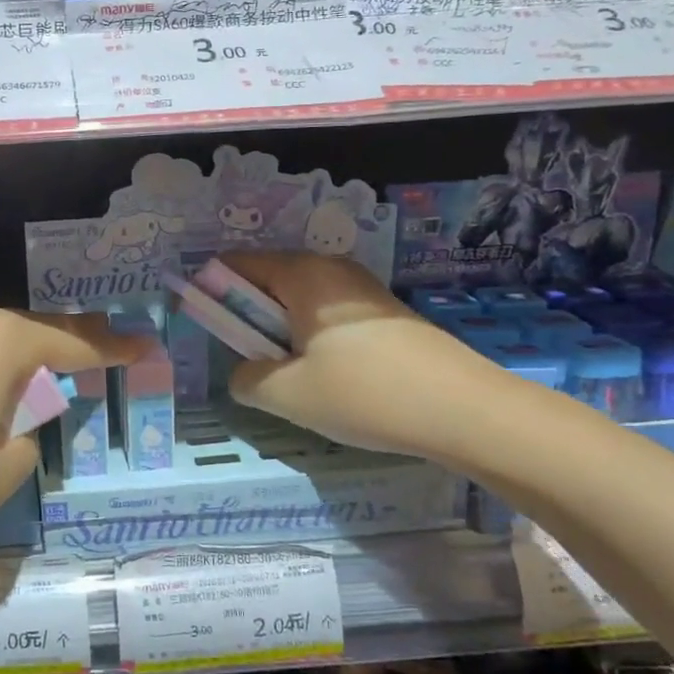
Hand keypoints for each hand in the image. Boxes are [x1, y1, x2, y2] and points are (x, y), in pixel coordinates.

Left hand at [0, 305, 149, 556]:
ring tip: (38, 390)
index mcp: (4, 343)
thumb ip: (24, 445)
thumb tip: (14, 425)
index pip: (79, 343)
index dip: (118, 350)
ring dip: (22, 364)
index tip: (149, 346)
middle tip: (102, 358)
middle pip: (36, 331)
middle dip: (71, 347)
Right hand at [220, 251, 501, 458]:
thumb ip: (245, 378)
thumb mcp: (287, 394)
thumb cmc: (365, 393)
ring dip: (282, 332)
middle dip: (249, 317)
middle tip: (250, 361)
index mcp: (301, 274)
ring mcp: (363, 289)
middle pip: (268, 280)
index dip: (211, 292)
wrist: (465, 410)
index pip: (235, 264)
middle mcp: (331, 269)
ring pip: (300, 302)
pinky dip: (313, 338)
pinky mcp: (386, 313)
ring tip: (292, 376)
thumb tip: (243, 372)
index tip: (208, 329)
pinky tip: (331, 378)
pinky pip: (329, 315)